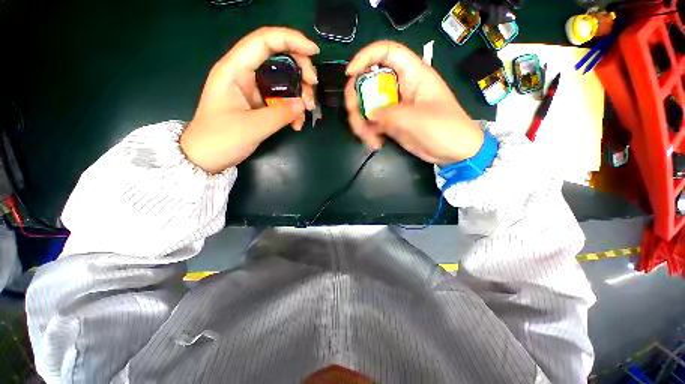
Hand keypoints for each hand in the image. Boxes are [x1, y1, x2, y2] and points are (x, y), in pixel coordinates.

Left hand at [180, 27, 318, 173]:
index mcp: (235, 70)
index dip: (291, 40)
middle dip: (300, 70)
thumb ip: (280, 114)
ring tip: (307, 112)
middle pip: (277, 58)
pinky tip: (296, 124)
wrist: (206, 157)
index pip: (264, 41)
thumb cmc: (220, 139)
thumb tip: (303, 104)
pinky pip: (280, 100)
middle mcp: (244, 74)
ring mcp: (252, 90)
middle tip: (313, 88)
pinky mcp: (258, 104)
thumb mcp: (252, 127)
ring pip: (282, 81)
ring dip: (299, 94)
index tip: (314, 52)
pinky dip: (292, 109)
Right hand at [345, 41, 482, 164]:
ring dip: (361, 122)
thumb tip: (369, 115)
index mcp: (413, 75)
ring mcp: (394, 106)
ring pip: (367, 106)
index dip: (365, 57)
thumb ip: (389, 114)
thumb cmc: (444, 129)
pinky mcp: (391, 123)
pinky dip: (369, 133)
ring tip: (369, 139)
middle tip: (355, 117)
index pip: (387, 52)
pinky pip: (372, 123)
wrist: (453, 152)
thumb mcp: (416, 119)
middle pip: (369, 82)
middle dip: (357, 99)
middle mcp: (400, 87)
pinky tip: (375, 144)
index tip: (350, 75)